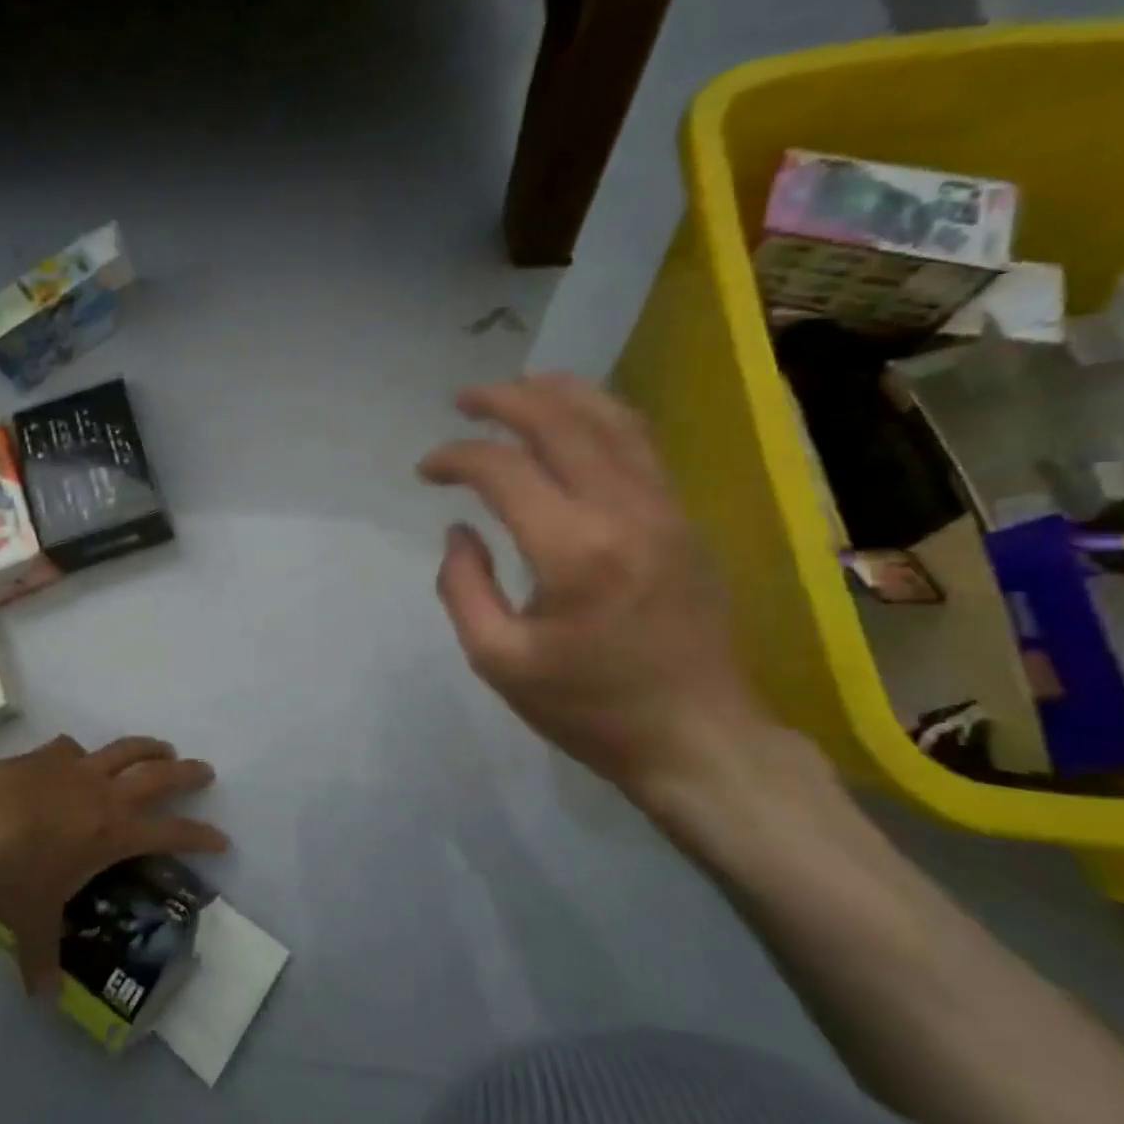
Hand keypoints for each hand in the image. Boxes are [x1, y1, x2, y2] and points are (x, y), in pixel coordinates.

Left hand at [0, 734, 227, 993]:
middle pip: (158, 774)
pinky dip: (80, 754)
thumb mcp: (31, 923)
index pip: (171, 833)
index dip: (200, 835)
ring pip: (124, 749)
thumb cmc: (13, 875)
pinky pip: (72, 749)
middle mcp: (104, 793)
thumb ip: (42, 958)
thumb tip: (44, 1000)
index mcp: (113, 831)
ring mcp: (75, 768)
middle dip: (186, 772)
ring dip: (148, 747)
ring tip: (162, 748)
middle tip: (205, 770)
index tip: (222, 838)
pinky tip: (75, 757)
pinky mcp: (45, 755)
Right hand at [418, 374, 771, 813]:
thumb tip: (460, 530)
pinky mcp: (682, 519)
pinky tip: (574, 418)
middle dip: (504, 400)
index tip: (426, 470)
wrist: (697, 738)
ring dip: (559, 393)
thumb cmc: (589, 708)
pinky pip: (639, 445)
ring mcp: (663, 510)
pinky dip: (599, 416)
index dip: (455, 458)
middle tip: (464, 399)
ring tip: (518, 385)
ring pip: (612, 420)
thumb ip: (462, 587)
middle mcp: (624, 512)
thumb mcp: (498, 661)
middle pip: (561, 422)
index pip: (503, 470)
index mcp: (574, 551)